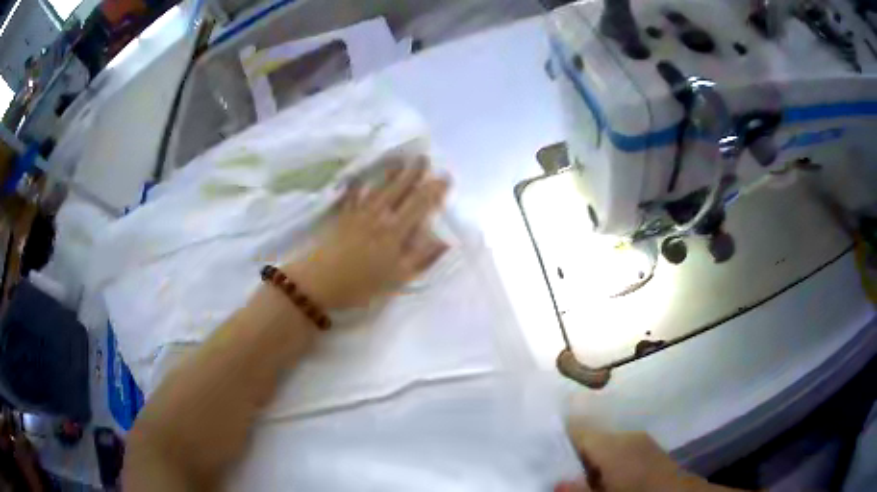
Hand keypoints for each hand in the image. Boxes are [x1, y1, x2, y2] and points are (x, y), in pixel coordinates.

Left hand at [284, 156, 449, 309]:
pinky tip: (361, 179)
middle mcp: (379, 217)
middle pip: (399, 190)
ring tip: (399, 160)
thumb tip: (445, 240)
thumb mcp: (397, 278)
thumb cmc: (361, 285)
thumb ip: (422, 258)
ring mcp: (359, 214)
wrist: (319, 283)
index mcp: (396, 232)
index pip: (419, 204)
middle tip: (423, 156)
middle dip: (413, 172)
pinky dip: (359, 185)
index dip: (433, 190)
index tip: (445, 176)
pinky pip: (353, 196)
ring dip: (391, 173)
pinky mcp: (342, 217)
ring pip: (379, 188)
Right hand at [558, 425, 730, 491]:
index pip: (577, 429)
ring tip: (570, 477)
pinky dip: (602, 464)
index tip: (534, 448)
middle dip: (567, 454)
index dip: (554, 437)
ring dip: (585, 461)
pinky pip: (616, 453)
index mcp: (616, 443)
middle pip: (588, 438)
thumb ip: (581, 491)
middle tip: (547, 470)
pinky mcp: (647, 453)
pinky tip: (597, 480)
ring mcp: (640, 443)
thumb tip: (556, 481)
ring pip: (602, 447)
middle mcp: (628, 436)